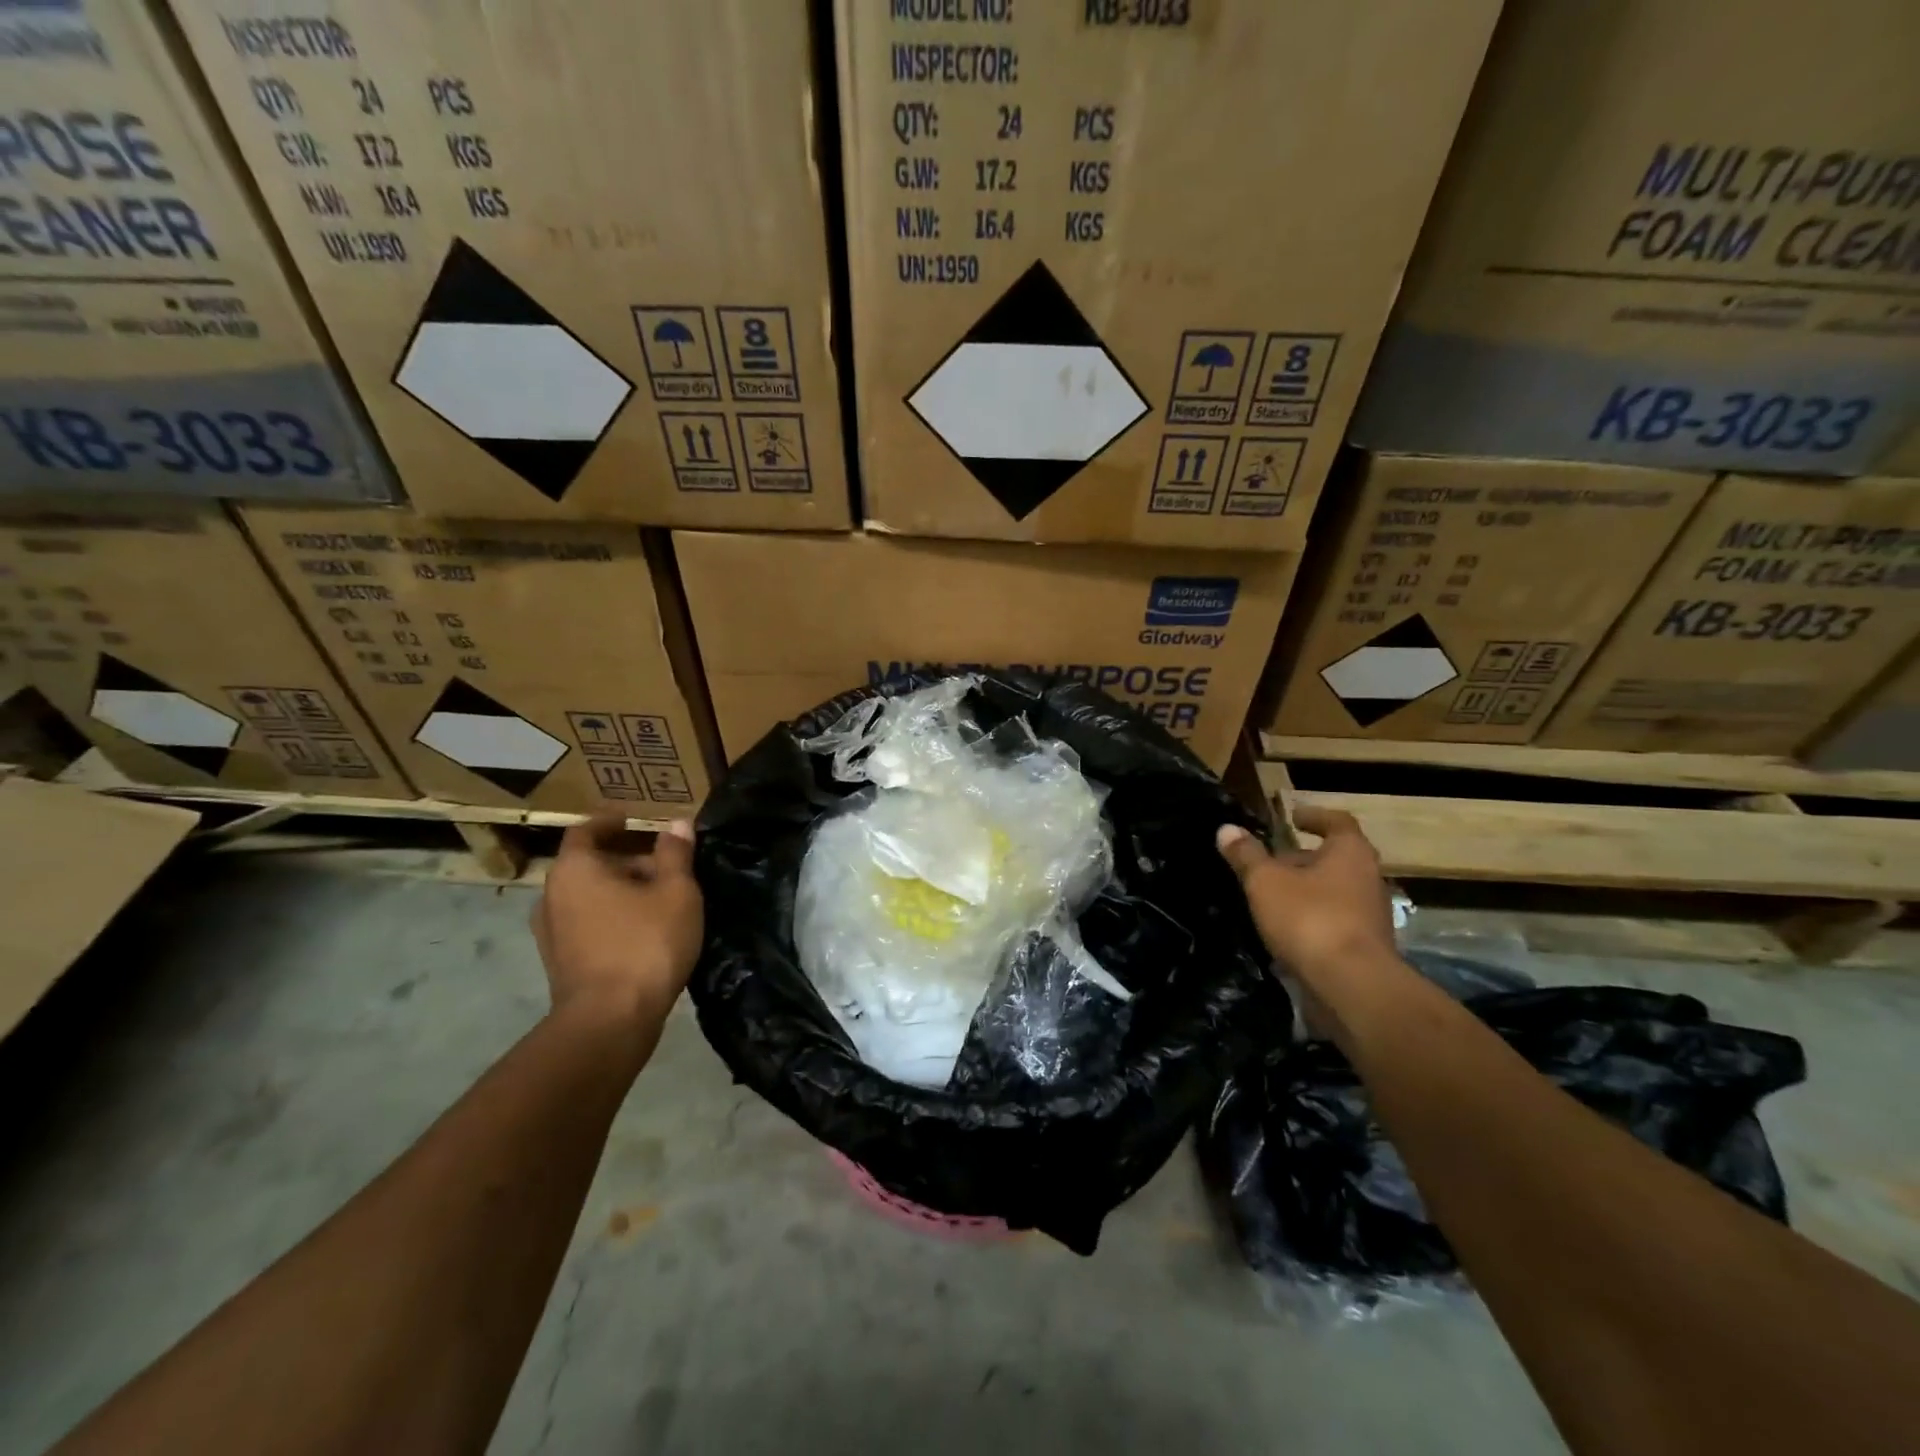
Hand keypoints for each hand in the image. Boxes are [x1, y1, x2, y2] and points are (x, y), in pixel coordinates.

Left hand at [533, 812, 703, 1029]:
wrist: (610, 1021)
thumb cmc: (645, 943)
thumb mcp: (676, 892)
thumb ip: (675, 854)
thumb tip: (677, 823)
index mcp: (575, 868)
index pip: (587, 830)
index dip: (611, 821)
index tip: (633, 817)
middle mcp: (552, 894)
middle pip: (589, 863)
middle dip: (625, 858)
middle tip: (664, 861)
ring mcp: (550, 932)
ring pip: (588, 895)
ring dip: (619, 889)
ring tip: (659, 895)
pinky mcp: (559, 962)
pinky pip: (587, 922)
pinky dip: (611, 915)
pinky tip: (643, 927)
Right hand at [1216, 806, 1397, 986]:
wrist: (1352, 987)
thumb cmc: (1310, 918)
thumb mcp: (1265, 882)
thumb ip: (1246, 855)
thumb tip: (1227, 829)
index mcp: (1350, 853)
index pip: (1338, 822)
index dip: (1314, 816)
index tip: (1293, 816)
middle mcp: (1368, 879)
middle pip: (1336, 859)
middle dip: (1303, 858)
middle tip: (1270, 861)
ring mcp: (1370, 916)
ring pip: (1334, 892)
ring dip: (1305, 891)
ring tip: (1270, 897)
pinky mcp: (1365, 948)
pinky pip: (1334, 922)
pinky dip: (1311, 920)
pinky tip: (1282, 931)